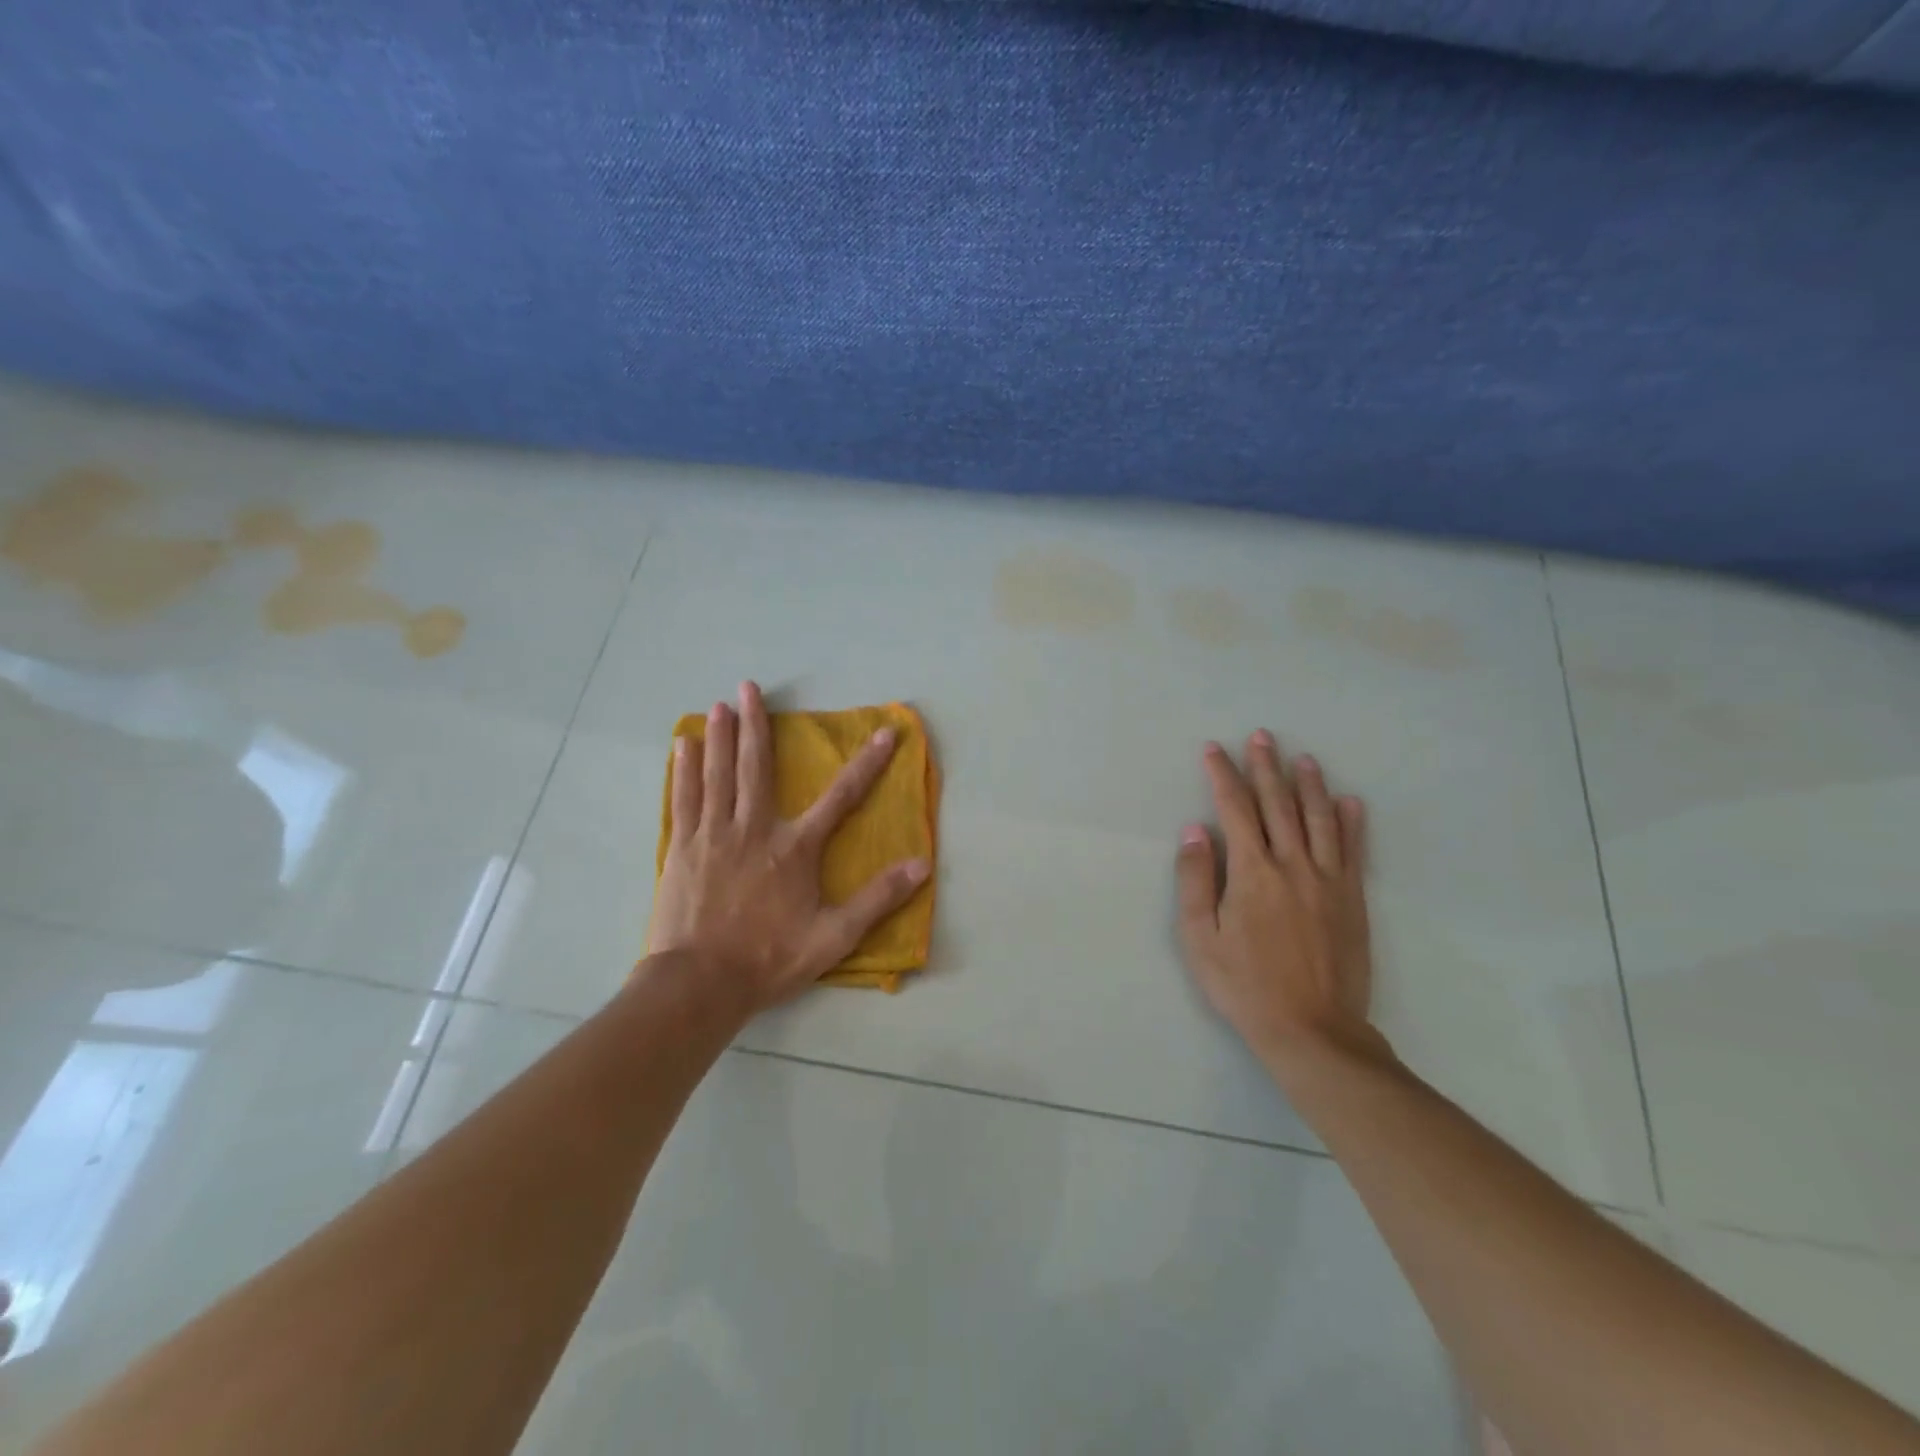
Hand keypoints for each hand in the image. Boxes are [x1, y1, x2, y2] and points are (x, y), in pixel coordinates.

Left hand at [648, 681, 930, 1010]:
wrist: (700, 984)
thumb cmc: (769, 958)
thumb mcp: (834, 936)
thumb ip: (877, 898)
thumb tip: (922, 865)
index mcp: (795, 848)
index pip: (841, 797)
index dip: (868, 764)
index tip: (885, 733)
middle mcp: (754, 830)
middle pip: (757, 767)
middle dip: (757, 724)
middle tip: (749, 686)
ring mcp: (713, 836)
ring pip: (718, 774)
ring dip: (721, 736)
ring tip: (719, 704)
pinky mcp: (682, 849)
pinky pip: (684, 798)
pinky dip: (685, 769)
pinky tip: (684, 746)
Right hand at [1175, 731, 1382, 1067]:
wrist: (1313, 1029)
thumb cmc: (1245, 985)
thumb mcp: (1200, 938)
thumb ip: (1196, 880)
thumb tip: (1195, 830)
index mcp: (1252, 872)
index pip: (1235, 809)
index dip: (1223, 776)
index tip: (1215, 749)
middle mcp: (1292, 865)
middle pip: (1278, 805)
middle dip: (1266, 767)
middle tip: (1262, 736)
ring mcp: (1328, 881)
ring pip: (1319, 819)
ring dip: (1309, 785)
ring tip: (1303, 758)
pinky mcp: (1353, 899)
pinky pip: (1353, 851)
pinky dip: (1352, 823)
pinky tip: (1350, 802)